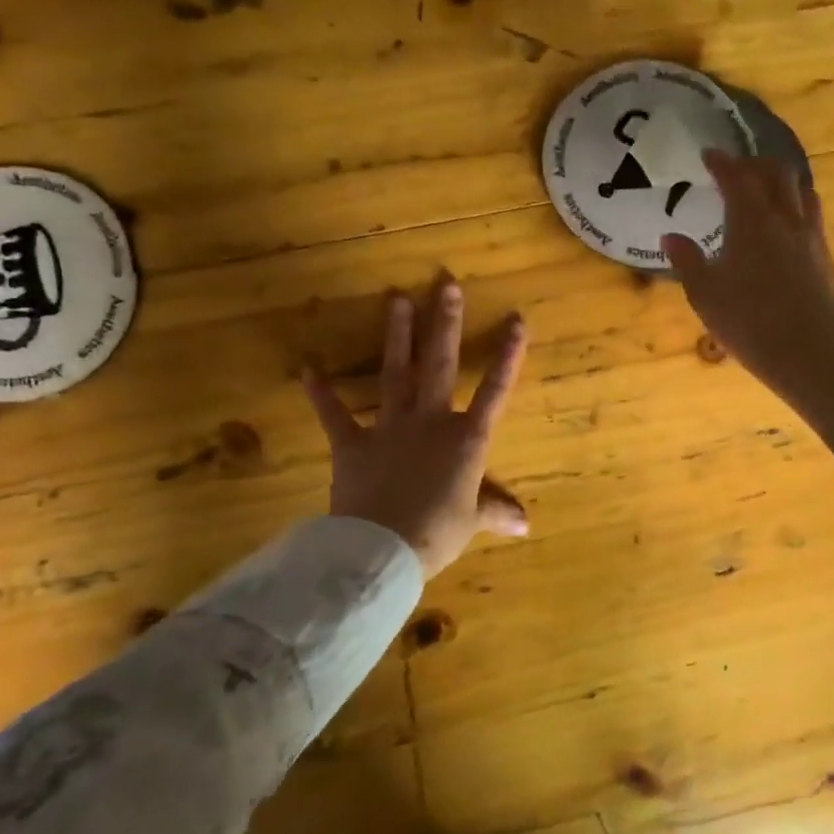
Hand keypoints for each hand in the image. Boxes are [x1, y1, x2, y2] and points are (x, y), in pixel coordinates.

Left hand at [305, 276, 528, 579]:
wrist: (381, 550)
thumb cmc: (436, 534)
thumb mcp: (471, 522)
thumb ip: (494, 511)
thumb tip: (526, 523)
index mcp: (466, 440)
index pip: (495, 390)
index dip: (508, 355)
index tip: (516, 320)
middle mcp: (430, 422)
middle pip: (440, 365)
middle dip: (444, 323)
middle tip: (445, 284)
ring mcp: (389, 428)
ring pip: (395, 373)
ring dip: (397, 336)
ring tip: (396, 299)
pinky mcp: (352, 444)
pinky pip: (335, 414)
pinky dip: (321, 393)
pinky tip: (308, 367)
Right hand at [661, 150, 833, 405]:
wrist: (810, 353)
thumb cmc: (749, 324)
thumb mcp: (705, 296)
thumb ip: (687, 262)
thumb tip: (670, 236)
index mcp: (751, 222)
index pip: (736, 178)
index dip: (721, 162)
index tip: (709, 154)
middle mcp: (785, 219)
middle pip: (776, 173)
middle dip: (755, 163)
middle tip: (737, 167)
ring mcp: (811, 236)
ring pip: (801, 190)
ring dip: (781, 179)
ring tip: (767, 186)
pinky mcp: (825, 256)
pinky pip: (812, 214)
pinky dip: (796, 204)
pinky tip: (788, 223)